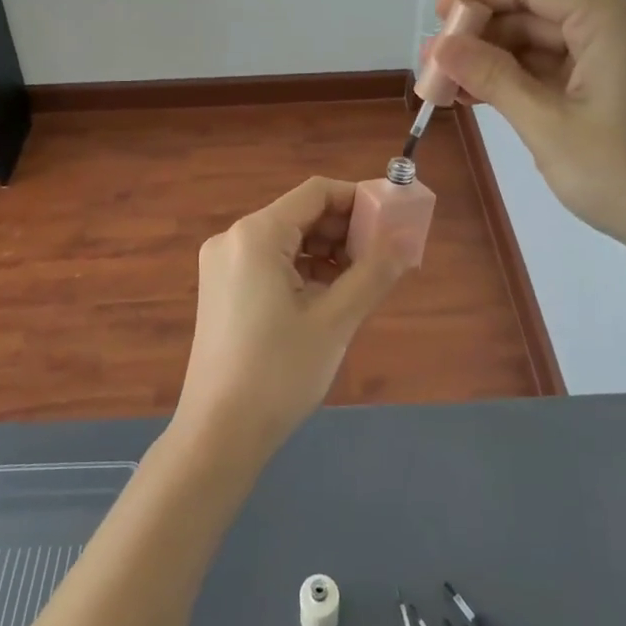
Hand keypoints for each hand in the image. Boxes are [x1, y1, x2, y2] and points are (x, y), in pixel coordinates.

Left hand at [172, 177, 408, 464]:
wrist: (218, 433)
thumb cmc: (279, 372)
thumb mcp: (335, 320)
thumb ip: (374, 272)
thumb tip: (407, 239)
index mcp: (256, 234)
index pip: (316, 192)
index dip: (359, 199)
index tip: (393, 220)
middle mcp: (233, 238)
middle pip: (300, 214)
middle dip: (345, 230)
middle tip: (384, 257)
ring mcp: (222, 265)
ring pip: (286, 240)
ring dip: (326, 252)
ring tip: (362, 281)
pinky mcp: (221, 289)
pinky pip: (270, 263)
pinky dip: (302, 271)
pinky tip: (329, 297)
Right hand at [427, 0, 625, 268]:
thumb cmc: (622, 173)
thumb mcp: (546, 124)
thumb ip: (491, 77)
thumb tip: (440, 45)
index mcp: (609, 20)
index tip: (436, 17)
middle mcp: (619, 26)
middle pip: (537, 12)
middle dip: (483, 35)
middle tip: (434, 62)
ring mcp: (622, 58)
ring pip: (545, 43)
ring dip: (497, 61)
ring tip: (449, 84)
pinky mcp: (619, 86)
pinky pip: (560, 69)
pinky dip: (522, 80)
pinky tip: (482, 97)